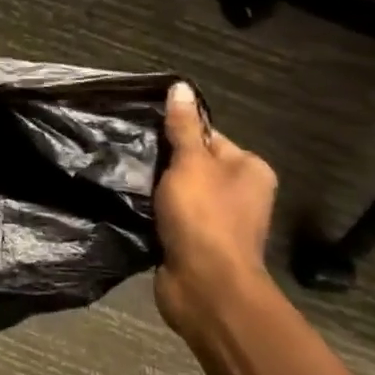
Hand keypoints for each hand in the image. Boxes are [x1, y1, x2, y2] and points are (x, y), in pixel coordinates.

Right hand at [153, 82, 278, 339]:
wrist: (206, 287)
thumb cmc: (204, 217)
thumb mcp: (191, 163)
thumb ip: (183, 127)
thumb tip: (180, 87)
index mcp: (249, 169)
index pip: (208, 135)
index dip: (176, 133)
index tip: (144, 133)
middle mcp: (240, 193)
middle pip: (192, 163)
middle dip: (162, 161)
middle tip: (130, 154)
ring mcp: (219, 220)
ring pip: (178, 191)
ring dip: (155, 189)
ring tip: (124, 178)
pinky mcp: (196, 242)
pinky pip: (171, 216)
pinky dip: (153, 212)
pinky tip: (131, 206)